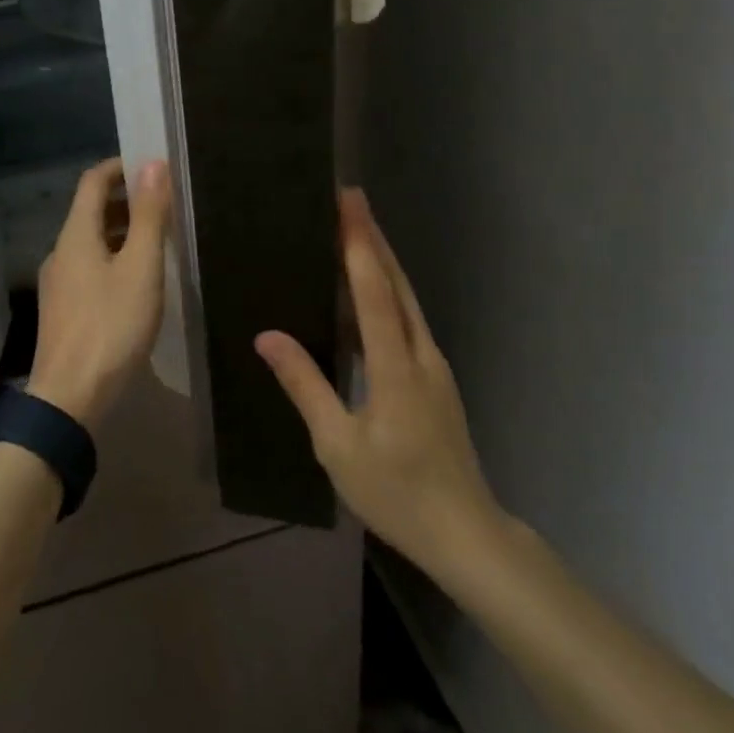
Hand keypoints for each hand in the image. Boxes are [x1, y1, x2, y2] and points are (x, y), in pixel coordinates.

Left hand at [29, 158, 171, 427]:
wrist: (70, 398)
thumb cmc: (111, 327)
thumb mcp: (140, 269)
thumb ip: (149, 217)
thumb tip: (154, 164)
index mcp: (76, 235)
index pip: (93, 181)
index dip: (120, 167)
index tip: (152, 167)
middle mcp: (60, 252)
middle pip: (90, 210)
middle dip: (125, 199)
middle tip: (164, 204)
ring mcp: (58, 283)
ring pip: (91, 241)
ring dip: (121, 230)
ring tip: (157, 240)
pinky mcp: (63, 309)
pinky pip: (89, 267)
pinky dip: (114, 257)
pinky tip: (137, 280)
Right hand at [256, 189, 500, 576]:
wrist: (465, 533)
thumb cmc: (396, 492)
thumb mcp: (338, 446)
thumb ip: (305, 386)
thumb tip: (268, 336)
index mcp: (397, 367)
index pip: (376, 291)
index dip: (360, 243)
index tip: (348, 203)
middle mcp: (421, 354)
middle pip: (398, 283)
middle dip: (374, 237)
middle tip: (350, 199)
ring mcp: (434, 365)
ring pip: (406, 299)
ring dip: (382, 260)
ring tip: (354, 232)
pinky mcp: (435, 377)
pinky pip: (408, 320)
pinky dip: (387, 292)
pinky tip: (367, 294)